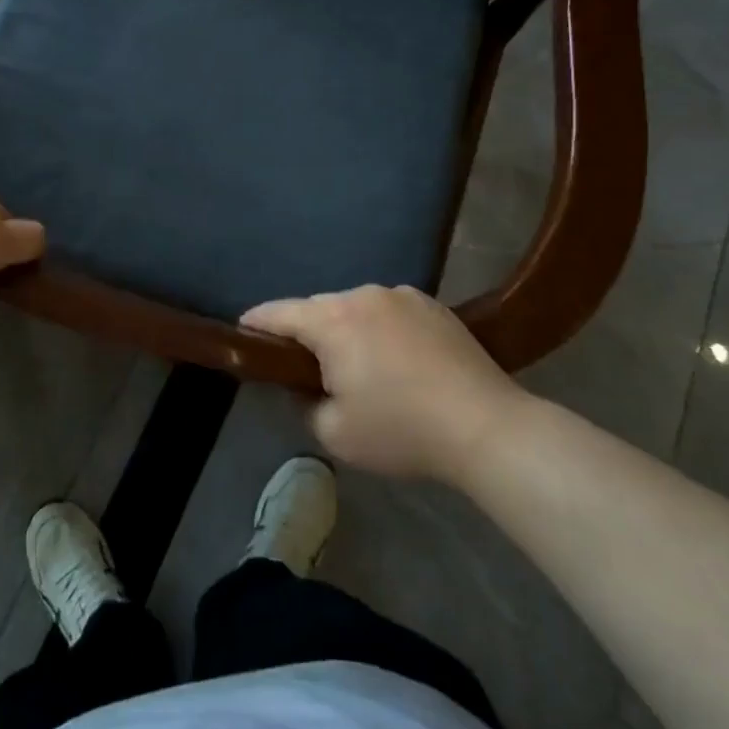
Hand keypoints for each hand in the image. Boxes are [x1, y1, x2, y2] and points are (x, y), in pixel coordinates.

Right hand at [241, 285, 529, 483]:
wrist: (487, 427)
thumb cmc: (401, 431)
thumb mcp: (334, 433)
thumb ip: (303, 403)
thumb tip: (303, 384)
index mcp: (333, 321)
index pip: (278, 313)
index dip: (255, 324)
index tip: (241, 333)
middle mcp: (364, 295)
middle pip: (318, 309)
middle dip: (306, 334)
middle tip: (308, 369)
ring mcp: (402, 295)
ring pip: (355, 308)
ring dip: (346, 330)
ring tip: (360, 368)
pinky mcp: (433, 304)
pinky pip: (388, 312)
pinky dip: (380, 330)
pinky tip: (397, 362)